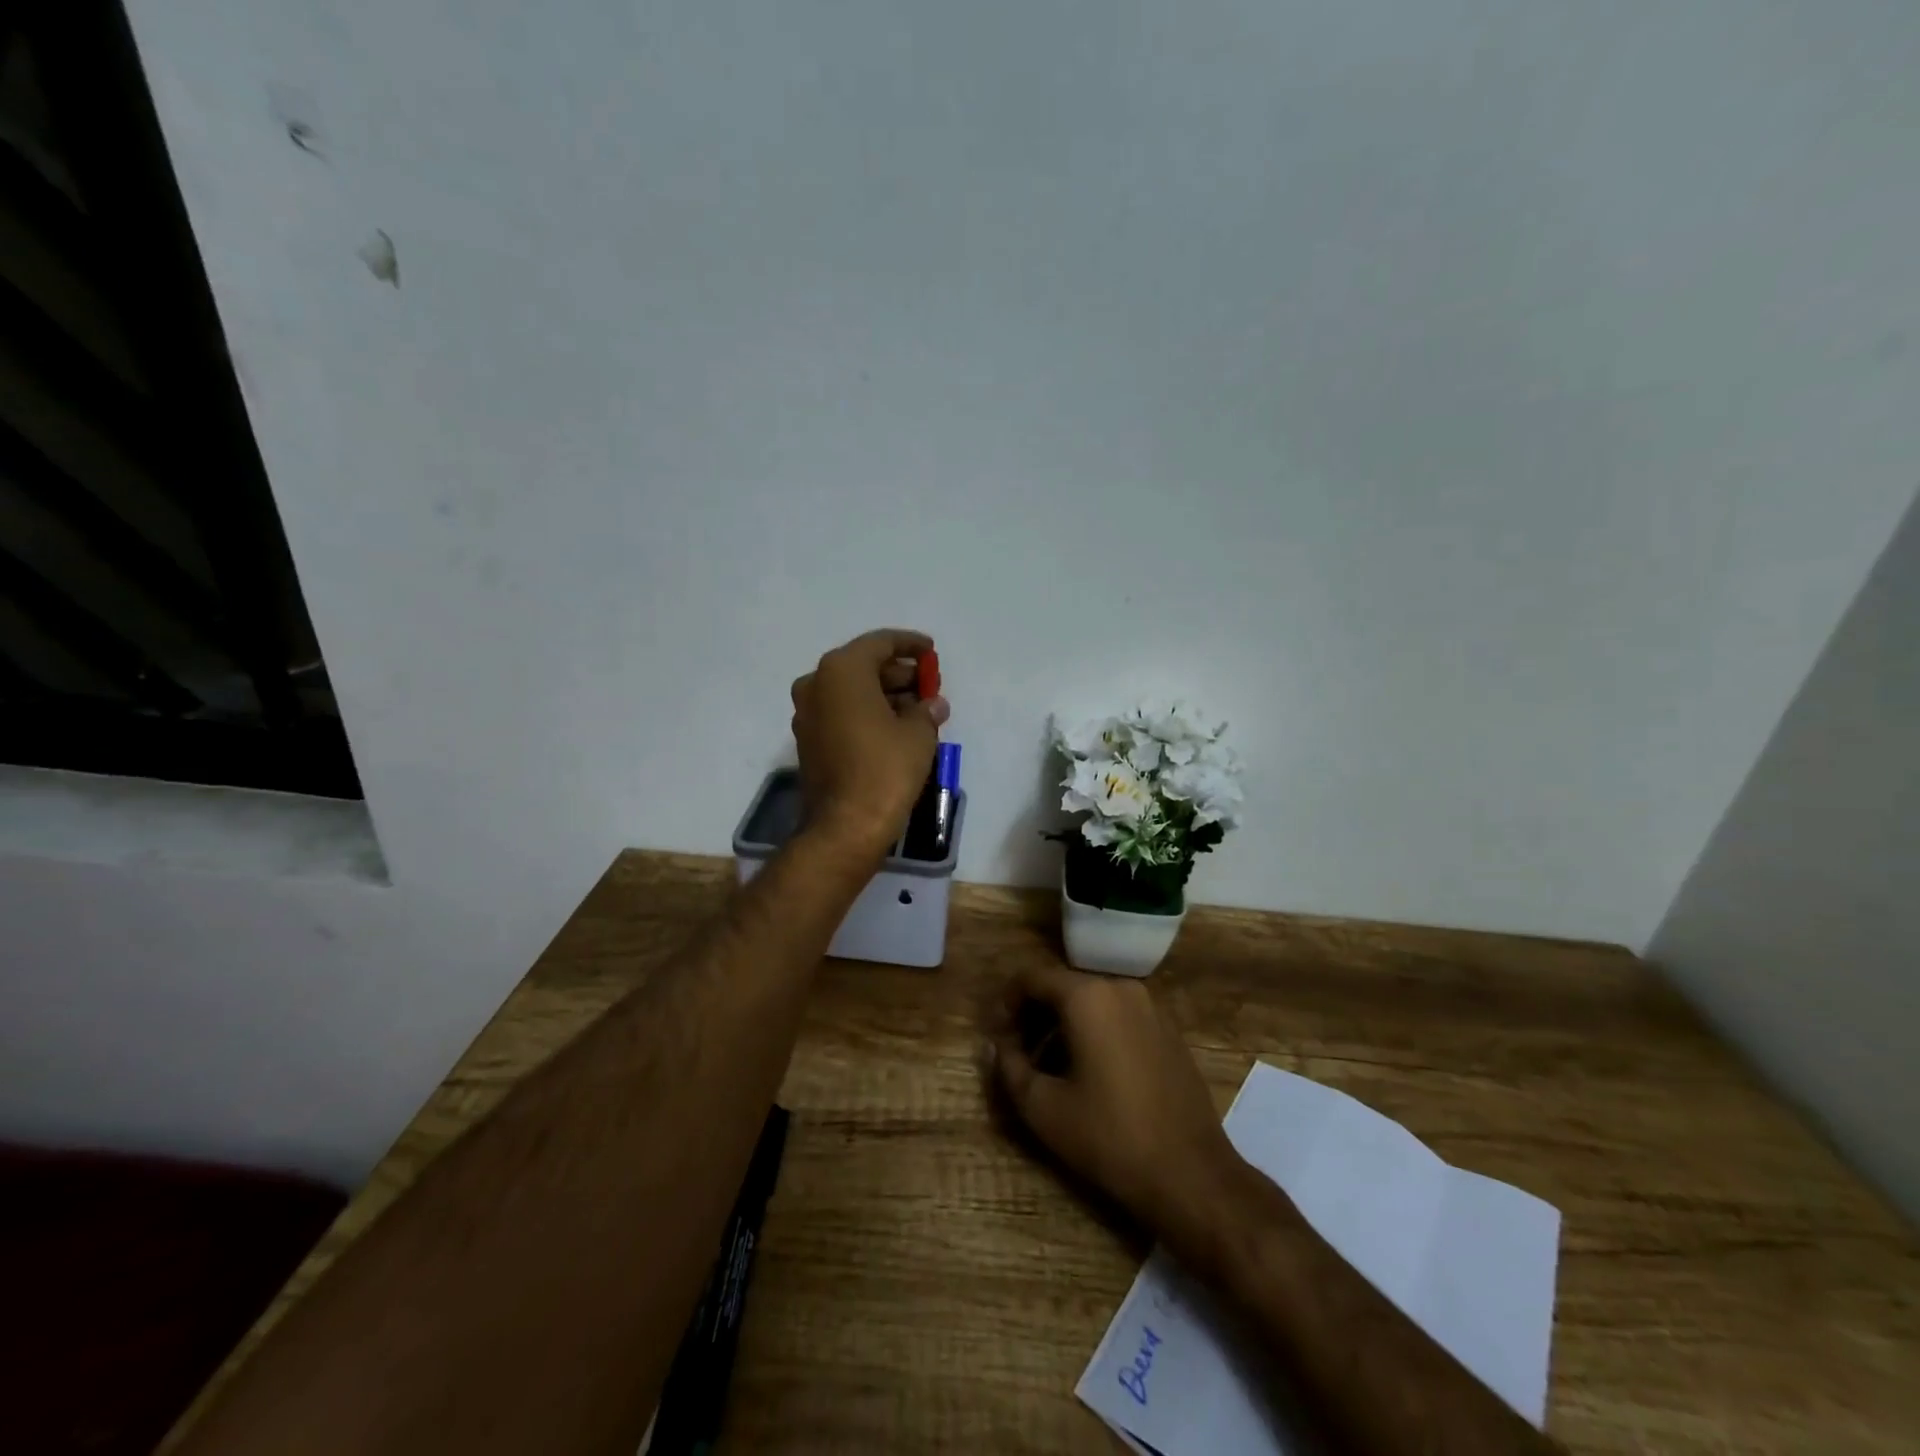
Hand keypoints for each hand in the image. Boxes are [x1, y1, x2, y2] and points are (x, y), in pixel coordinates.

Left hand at [790, 628, 949, 861]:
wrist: (845, 826)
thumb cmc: (885, 769)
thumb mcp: (918, 734)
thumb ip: (927, 710)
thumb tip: (933, 704)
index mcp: (842, 671)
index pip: (880, 643)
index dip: (910, 644)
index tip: (931, 651)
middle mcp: (817, 684)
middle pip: (864, 666)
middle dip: (899, 673)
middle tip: (929, 684)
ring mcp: (808, 714)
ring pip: (852, 691)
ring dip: (885, 694)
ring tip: (920, 707)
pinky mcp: (809, 740)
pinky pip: (842, 713)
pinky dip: (868, 712)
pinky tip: (897, 725)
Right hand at [988, 964, 1238, 1241]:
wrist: (1191, 1175)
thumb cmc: (1109, 1136)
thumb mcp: (1043, 1108)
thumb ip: (1008, 1068)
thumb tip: (995, 1046)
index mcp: (1088, 996)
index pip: (1032, 978)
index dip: (1006, 1003)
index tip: (995, 1035)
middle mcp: (1120, 988)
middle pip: (1063, 987)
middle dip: (1033, 1015)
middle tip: (1016, 1053)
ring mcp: (1150, 1008)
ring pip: (1092, 1002)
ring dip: (1062, 1025)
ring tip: (1048, 1067)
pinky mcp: (1169, 1031)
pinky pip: (1118, 1017)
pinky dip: (1094, 1032)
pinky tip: (1088, 1074)